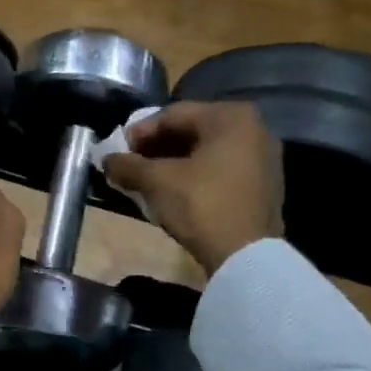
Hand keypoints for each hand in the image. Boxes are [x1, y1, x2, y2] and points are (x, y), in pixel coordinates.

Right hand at [102, 100, 282, 273]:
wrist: (246, 255)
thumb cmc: (201, 205)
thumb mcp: (157, 182)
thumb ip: (127, 165)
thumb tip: (107, 160)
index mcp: (230, 117)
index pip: (173, 115)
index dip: (139, 133)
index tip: (117, 152)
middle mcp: (253, 128)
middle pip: (191, 131)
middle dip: (156, 148)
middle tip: (130, 166)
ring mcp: (262, 157)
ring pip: (206, 152)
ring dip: (173, 163)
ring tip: (147, 181)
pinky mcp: (263, 184)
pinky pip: (221, 169)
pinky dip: (195, 175)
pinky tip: (174, 193)